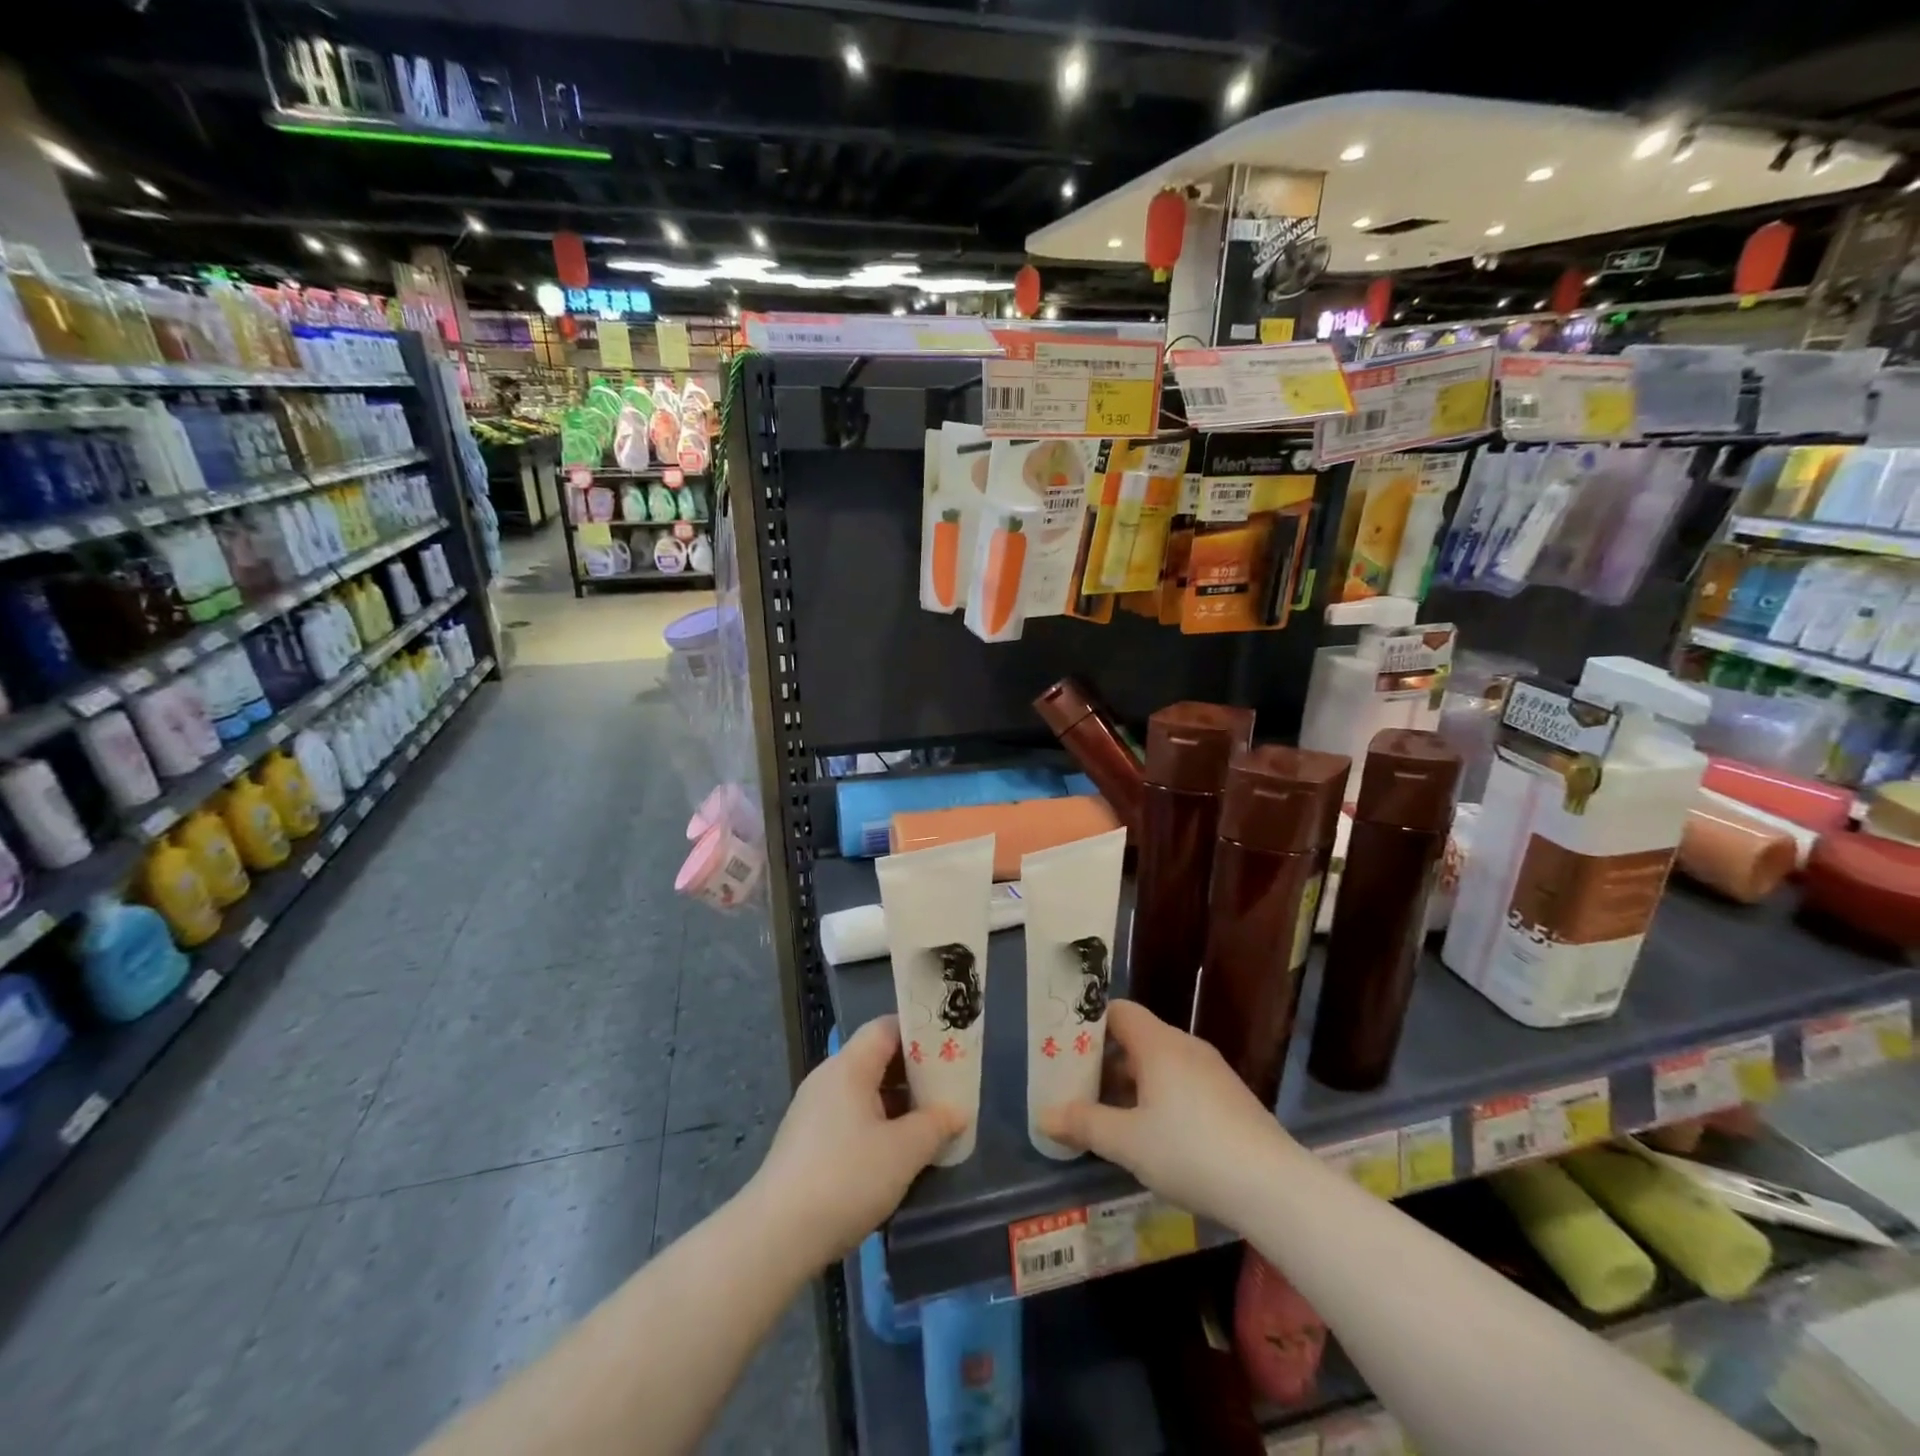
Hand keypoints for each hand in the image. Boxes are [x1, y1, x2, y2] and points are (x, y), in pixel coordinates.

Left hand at [749, 1016, 964, 1266]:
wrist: (776, 1237)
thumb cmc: (846, 1178)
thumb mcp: (903, 1151)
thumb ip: (935, 1125)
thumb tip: (957, 1111)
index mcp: (848, 1067)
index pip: (886, 1028)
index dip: (919, 1033)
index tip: (949, 1049)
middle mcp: (828, 1079)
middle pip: (876, 1058)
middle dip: (913, 1072)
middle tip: (947, 1089)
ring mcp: (813, 1110)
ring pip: (864, 1091)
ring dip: (897, 1103)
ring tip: (929, 1124)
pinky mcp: (807, 1142)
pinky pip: (850, 1117)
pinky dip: (877, 1124)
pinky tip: (895, 1154)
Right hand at [1039, 1000, 1294, 1225]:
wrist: (1273, 1187)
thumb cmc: (1190, 1151)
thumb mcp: (1127, 1142)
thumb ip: (1084, 1124)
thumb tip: (1044, 1115)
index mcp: (1159, 1044)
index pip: (1117, 1011)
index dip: (1089, 1025)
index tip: (1065, 1049)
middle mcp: (1185, 1047)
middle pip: (1136, 1038)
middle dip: (1105, 1061)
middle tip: (1078, 1088)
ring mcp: (1212, 1071)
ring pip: (1160, 1064)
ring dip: (1131, 1083)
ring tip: (1108, 1116)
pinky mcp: (1229, 1098)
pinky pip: (1182, 1083)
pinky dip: (1159, 1097)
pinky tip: (1152, 1136)